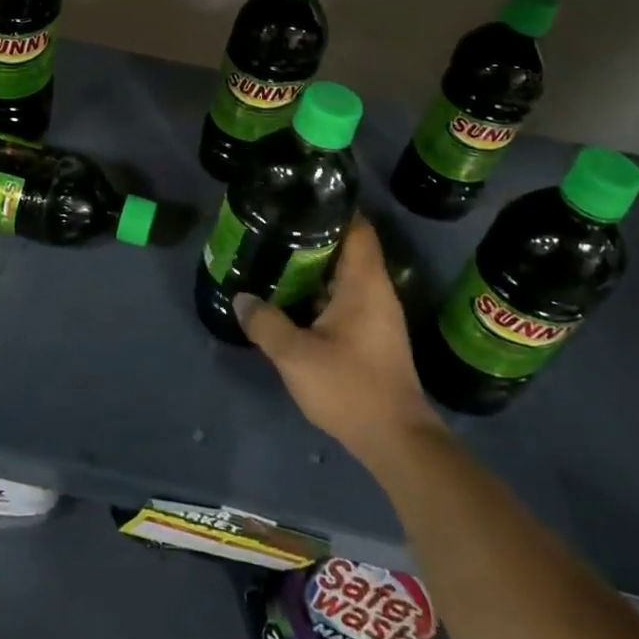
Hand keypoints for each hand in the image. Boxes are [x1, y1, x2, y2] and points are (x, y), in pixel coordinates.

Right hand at [236, 216, 442, 467]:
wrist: (396, 440)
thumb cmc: (350, 387)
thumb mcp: (296, 355)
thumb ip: (266, 324)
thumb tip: (241, 299)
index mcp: (364, 282)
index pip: (357, 227)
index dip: (332, 208)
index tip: (299, 199)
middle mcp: (376, 291)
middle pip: (348, 248)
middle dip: (314, 236)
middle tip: (275, 227)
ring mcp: (377, 315)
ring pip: (344, 276)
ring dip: (315, 267)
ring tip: (277, 257)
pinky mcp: (373, 336)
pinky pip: (345, 298)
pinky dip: (321, 292)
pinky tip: (292, 299)